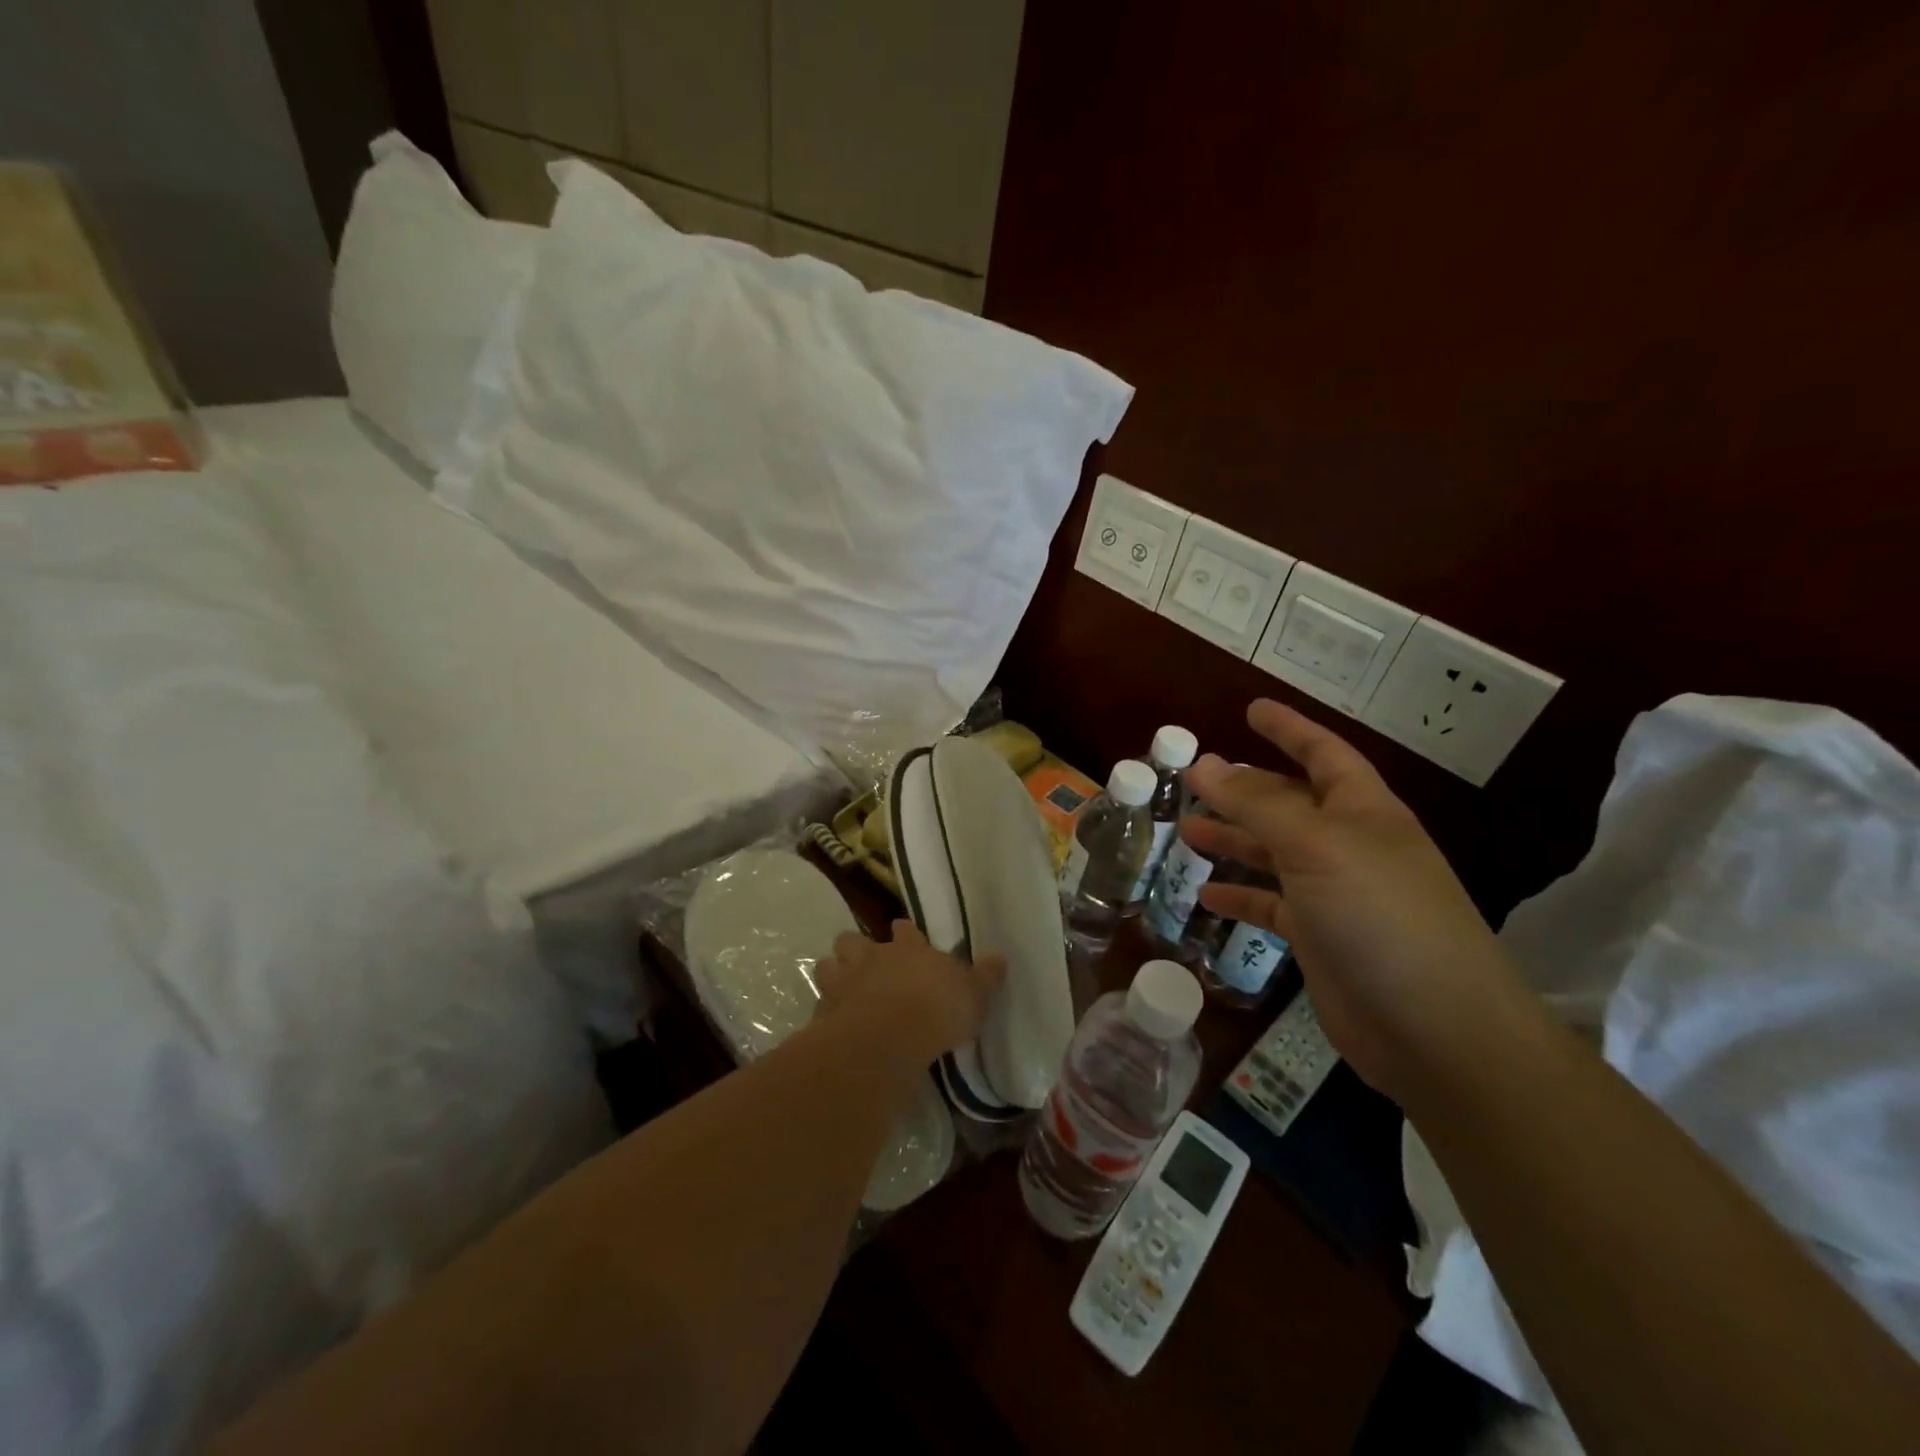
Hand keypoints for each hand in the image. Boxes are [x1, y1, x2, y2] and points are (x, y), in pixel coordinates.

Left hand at [814, 920, 1006, 1065]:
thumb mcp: (974, 995)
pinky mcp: (825, 1010)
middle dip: (855, 947)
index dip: (904, 932)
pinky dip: (826, 1009)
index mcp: (908, 948)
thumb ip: (985, 977)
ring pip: (828, 964)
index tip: (904, 934)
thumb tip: (1000, 957)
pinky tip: (833, 1021)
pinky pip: (820, 1003)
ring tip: (841, 986)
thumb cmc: (937, 1009)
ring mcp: (844, 981)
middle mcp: (872, 956)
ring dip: (833, 972)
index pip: (904, 929)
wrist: (888, 1036)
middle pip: (853, 939)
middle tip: (864, 962)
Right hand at [1182, 699, 1516, 1098]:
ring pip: (1274, 854)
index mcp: (1363, 811)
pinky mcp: (1320, 940)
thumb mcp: (1316, 846)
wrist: (1436, 1030)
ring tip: (1186, 831)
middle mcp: (1350, 846)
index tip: (1251, 708)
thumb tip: (1204, 763)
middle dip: (1244, 789)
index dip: (1289, 728)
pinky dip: (1241, 898)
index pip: (1324, 754)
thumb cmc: (1381, 917)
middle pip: (1289, 804)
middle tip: (1194, 778)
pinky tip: (1207, 897)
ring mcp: (1336, 895)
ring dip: (1233, 840)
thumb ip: (1257, 804)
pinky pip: (1271, 907)